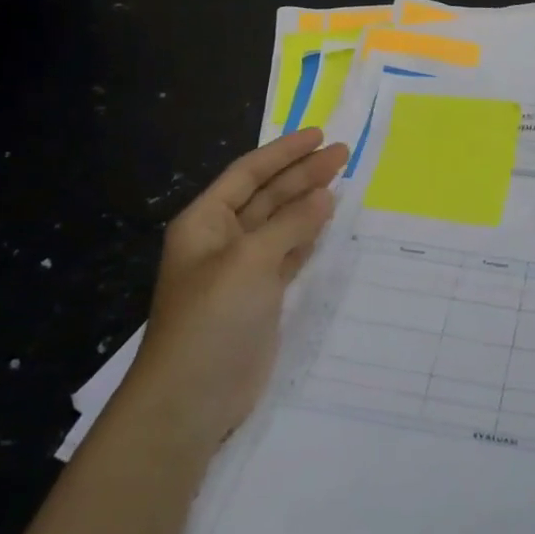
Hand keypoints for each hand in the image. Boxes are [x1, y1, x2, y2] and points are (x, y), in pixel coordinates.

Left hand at [127, 128, 349, 456]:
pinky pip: (288, 253)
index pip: (248, 173)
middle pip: (267, 195)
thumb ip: (289, 224)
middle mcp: (222, 239)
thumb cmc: (212, 317)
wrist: (191, 398)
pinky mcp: (260, 297)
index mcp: (206, 221)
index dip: (283, 152)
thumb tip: (324, 196)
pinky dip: (308, 236)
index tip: (320, 135)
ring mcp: (242, 269)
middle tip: (343, 154)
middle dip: (303, 173)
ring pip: (280, 224)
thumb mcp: (250, 261)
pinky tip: (328, 222)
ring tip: (342, 180)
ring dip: (308, 202)